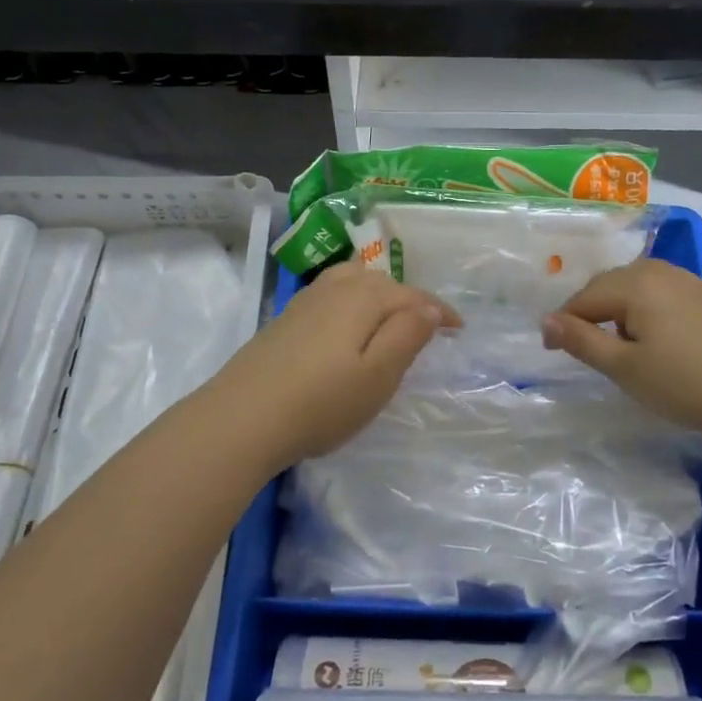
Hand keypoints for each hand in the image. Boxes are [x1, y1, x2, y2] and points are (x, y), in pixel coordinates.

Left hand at [207, 261, 458, 470]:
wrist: (242, 418)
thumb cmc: (322, 402)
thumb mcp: (378, 374)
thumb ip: (407, 335)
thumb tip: (428, 308)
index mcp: (364, 297)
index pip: (412, 295)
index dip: (439, 311)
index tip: (459, 329)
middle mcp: (335, 288)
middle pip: (380, 282)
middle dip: (408, 299)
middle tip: (425, 326)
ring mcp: (305, 301)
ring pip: (352, 283)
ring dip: (377, 296)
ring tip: (388, 318)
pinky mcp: (285, 320)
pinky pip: (331, 296)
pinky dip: (351, 303)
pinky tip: (345, 327)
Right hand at [540, 259, 701, 438]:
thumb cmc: (686, 383)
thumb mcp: (625, 368)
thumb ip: (583, 341)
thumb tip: (546, 321)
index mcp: (635, 283)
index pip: (584, 298)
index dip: (563, 323)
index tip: (550, 350)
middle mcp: (661, 271)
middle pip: (610, 285)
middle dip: (590, 312)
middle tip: (581, 346)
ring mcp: (691, 281)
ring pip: (639, 287)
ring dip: (619, 309)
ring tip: (619, 343)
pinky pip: (665, 294)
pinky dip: (648, 311)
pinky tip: (659, 339)